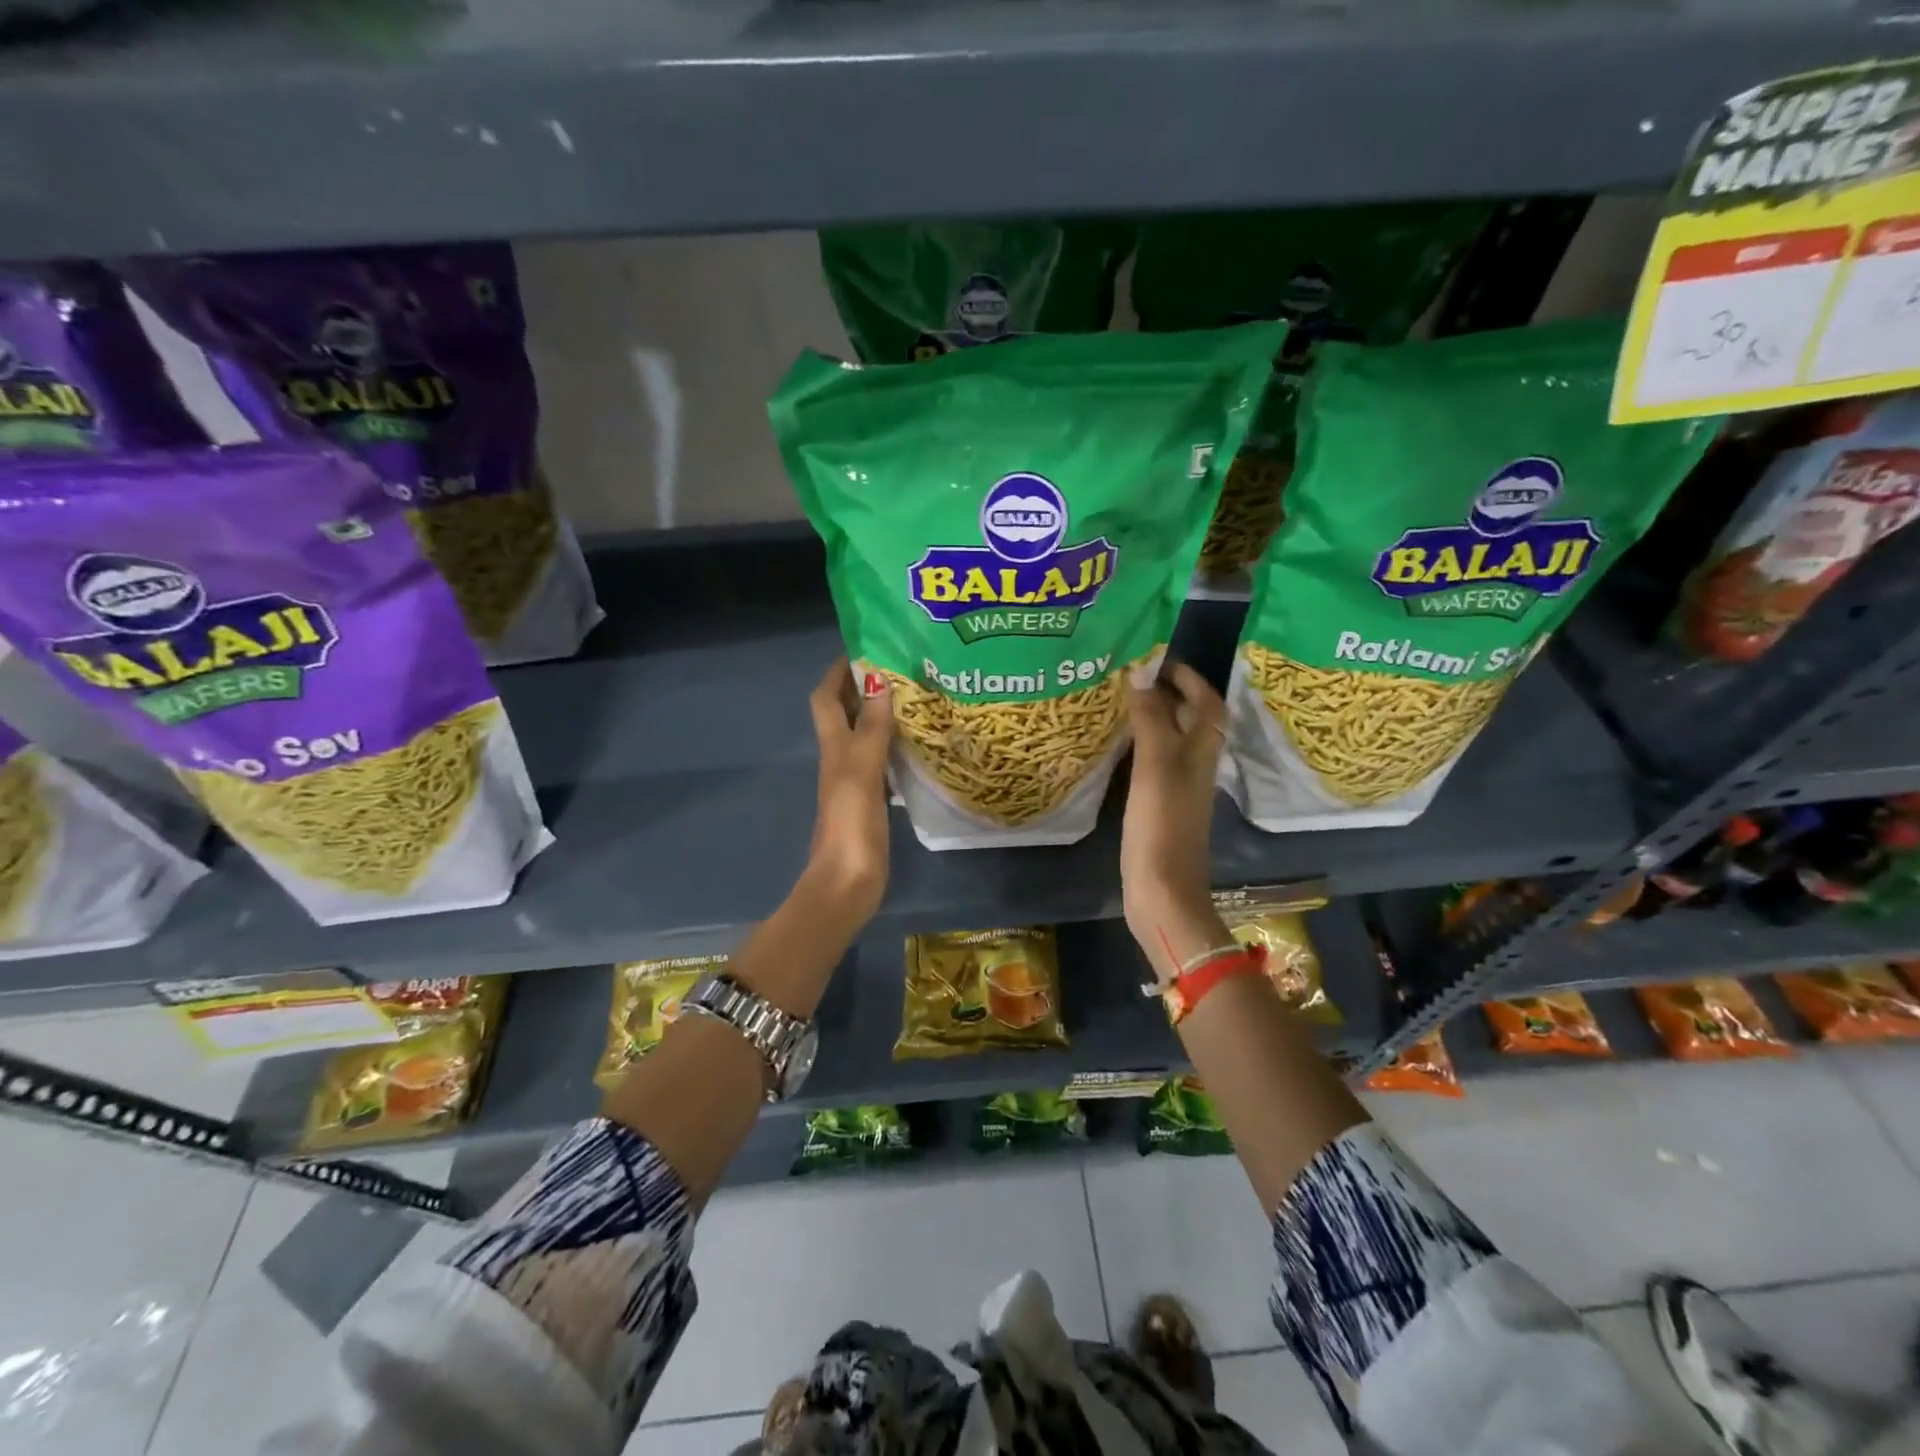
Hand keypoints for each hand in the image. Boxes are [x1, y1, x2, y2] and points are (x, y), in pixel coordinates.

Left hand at [805, 658, 892, 921]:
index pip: (826, 698)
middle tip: (901, 667)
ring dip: (881, 713)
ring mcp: (855, 781)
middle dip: (864, 686)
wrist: (847, 884)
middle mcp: (840, 758)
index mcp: (834, 748)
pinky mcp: (871, 801)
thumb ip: (871, 729)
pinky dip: (894, 745)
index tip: (865, 646)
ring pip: (864, 735)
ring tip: (915, 696)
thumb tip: (878, 681)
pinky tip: (918, 743)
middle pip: (844, 713)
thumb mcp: (862, 772)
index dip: (838, 671)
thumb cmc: (851, 826)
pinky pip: (881, 760)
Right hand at [1121, 660, 1224, 965]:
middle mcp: (1195, 767)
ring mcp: (1179, 789)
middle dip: (1171, 694)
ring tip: (1123, 702)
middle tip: (1134, 677)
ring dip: (1156, 718)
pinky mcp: (1161, 807)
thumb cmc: (1161, 827)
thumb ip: (1152, 721)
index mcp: (1201, 754)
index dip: (1190, 679)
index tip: (1160, 660)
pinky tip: (1119, 747)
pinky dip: (1143, 746)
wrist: (1163, 892)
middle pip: (1193, 721)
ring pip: (1174, 741)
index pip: (1207, 704)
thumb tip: (1142, 676)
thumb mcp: (1156, 768)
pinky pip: (1156, 764)